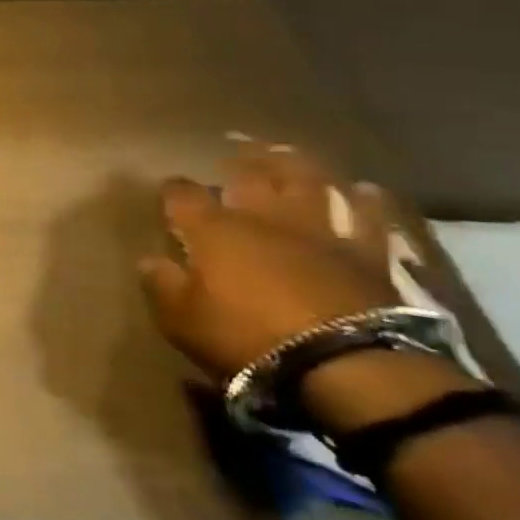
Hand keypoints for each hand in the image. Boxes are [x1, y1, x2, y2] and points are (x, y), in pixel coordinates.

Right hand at [137, 144, 398, 381]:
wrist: (346, 365)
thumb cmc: (247, 338)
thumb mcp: (181, 319)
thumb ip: (161, 284)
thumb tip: (150, 260)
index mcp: (214, 229)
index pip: (183, 195)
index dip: (173, 190)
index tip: (169, 191)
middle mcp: (263, 217)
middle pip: (249, 176)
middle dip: (237, 163)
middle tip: (233, 157)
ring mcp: (319, 231)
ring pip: (307, 181)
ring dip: (294, 166)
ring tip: (286, 155)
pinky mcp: (366, 253)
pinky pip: (368, 217)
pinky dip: (365, 201)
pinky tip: (363, 190)